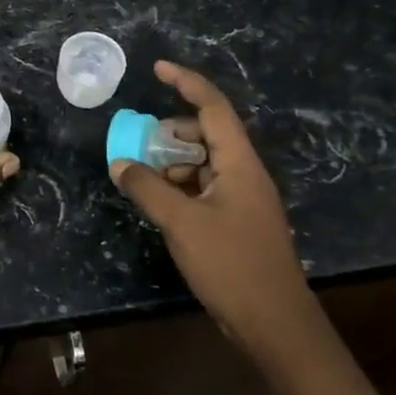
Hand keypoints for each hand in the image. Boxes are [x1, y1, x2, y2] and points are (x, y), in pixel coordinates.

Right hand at [110, 61, 306, 346]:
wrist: (276, 325)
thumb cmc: (232, 265)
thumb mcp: (181, 223)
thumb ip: (147, 188)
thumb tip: (120, 164)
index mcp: (239, 164)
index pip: (213, 108)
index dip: (186, 83)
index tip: (158, 69)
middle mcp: (244, 174)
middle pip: (206, 135)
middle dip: (170, 134)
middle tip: (139, 146)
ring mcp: (242, 199)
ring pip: (203, 164)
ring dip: (172, 165)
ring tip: (144, 179)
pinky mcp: (236, 222)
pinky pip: (203, 189)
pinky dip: (180, 188)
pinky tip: (160, 205)